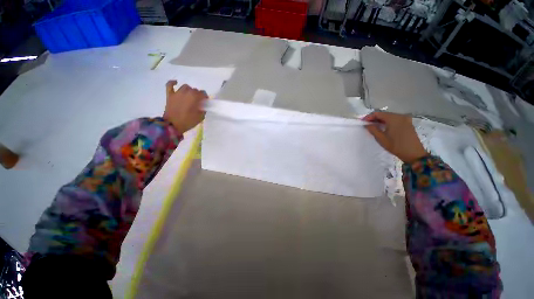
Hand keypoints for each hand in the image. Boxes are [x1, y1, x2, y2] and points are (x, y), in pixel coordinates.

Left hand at [163, 81, 207, 134]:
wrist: (172, 125)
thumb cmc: (188, 121)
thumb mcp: (200, 117)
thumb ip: (203, 110)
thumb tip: (203, 106)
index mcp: (195, 97)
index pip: (203, 93)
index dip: (205, 98)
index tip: (205, 102)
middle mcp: (186, 92)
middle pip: (195, 90)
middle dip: (197, 95)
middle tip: (198, 102)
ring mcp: (177, 93)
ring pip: (185, 87)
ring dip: (189, 90)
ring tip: (189, 96)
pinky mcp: (170, 95)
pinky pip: (170, 85)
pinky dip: (173, 83)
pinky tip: (176, 83)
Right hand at [363, 111, 427, 162]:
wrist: (414, 153)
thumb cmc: (396, 146)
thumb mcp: (381, 138)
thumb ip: (372, 129)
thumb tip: (367, 124)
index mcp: (393, 118)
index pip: (378, 113)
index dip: (369, 117)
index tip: (363, 122)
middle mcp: (400, 116)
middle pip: (384, 114)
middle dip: (374, 119)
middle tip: (367, 125)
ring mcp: (406, 119)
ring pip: (390, 117)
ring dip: (381, 121)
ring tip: (374, 127)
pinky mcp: (408, 123)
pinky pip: (395, 120)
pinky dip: (388, 122)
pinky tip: (384, 128)